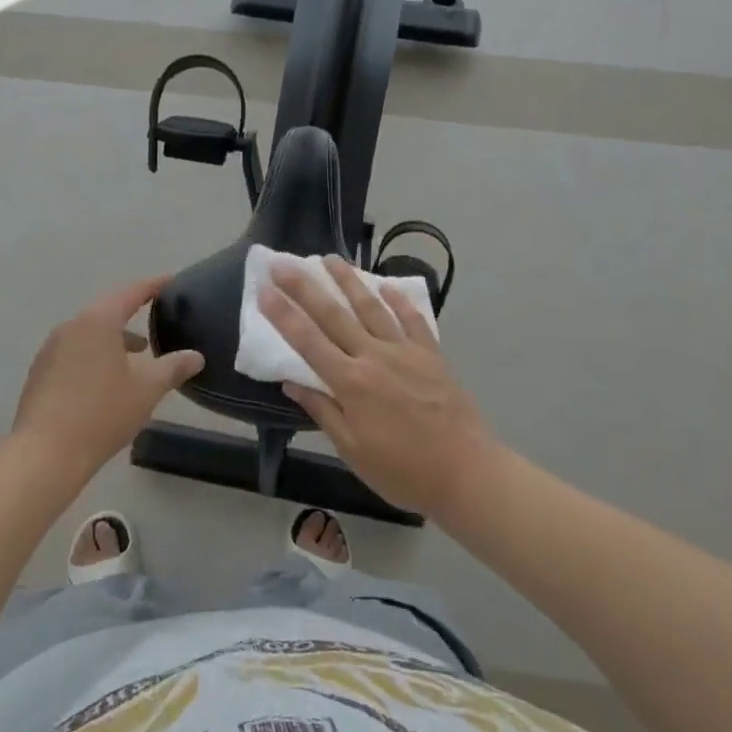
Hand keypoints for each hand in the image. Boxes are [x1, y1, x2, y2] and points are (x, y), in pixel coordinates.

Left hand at [12, 276, 203, 474]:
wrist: (45, 454)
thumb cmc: (102, 413)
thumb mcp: (147, 389)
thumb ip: (173, 367)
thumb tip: (196, 356)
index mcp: (98, 321)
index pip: (131, 293)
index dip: (153, 286)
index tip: (171, 282)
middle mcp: (71, 327)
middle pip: (107, 311)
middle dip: (133, 314)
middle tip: (157, 318)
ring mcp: (51, 350)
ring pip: (90, 333)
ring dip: (114, 339)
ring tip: (138, 356)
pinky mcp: (40, 373)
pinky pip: (75, 352)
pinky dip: (96, 355)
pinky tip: (108, 380)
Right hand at [262, 256, 498, 520]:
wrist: (467, 473)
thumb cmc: (403, 471)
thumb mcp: (353, 450)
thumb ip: (322, 411)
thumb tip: (292, 382)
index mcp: (351, 383)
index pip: (307, 341)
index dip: (283, 314)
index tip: (264, 289)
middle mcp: (374, 357)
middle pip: (334, 315)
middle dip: (305, 287)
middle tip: (283, 263)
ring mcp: (406, 351)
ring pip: (371, 307)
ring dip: (348, 281)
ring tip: (329, 258)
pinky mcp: (432, 355)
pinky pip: (412, 320)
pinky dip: (398, 300)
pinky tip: (386, 285)